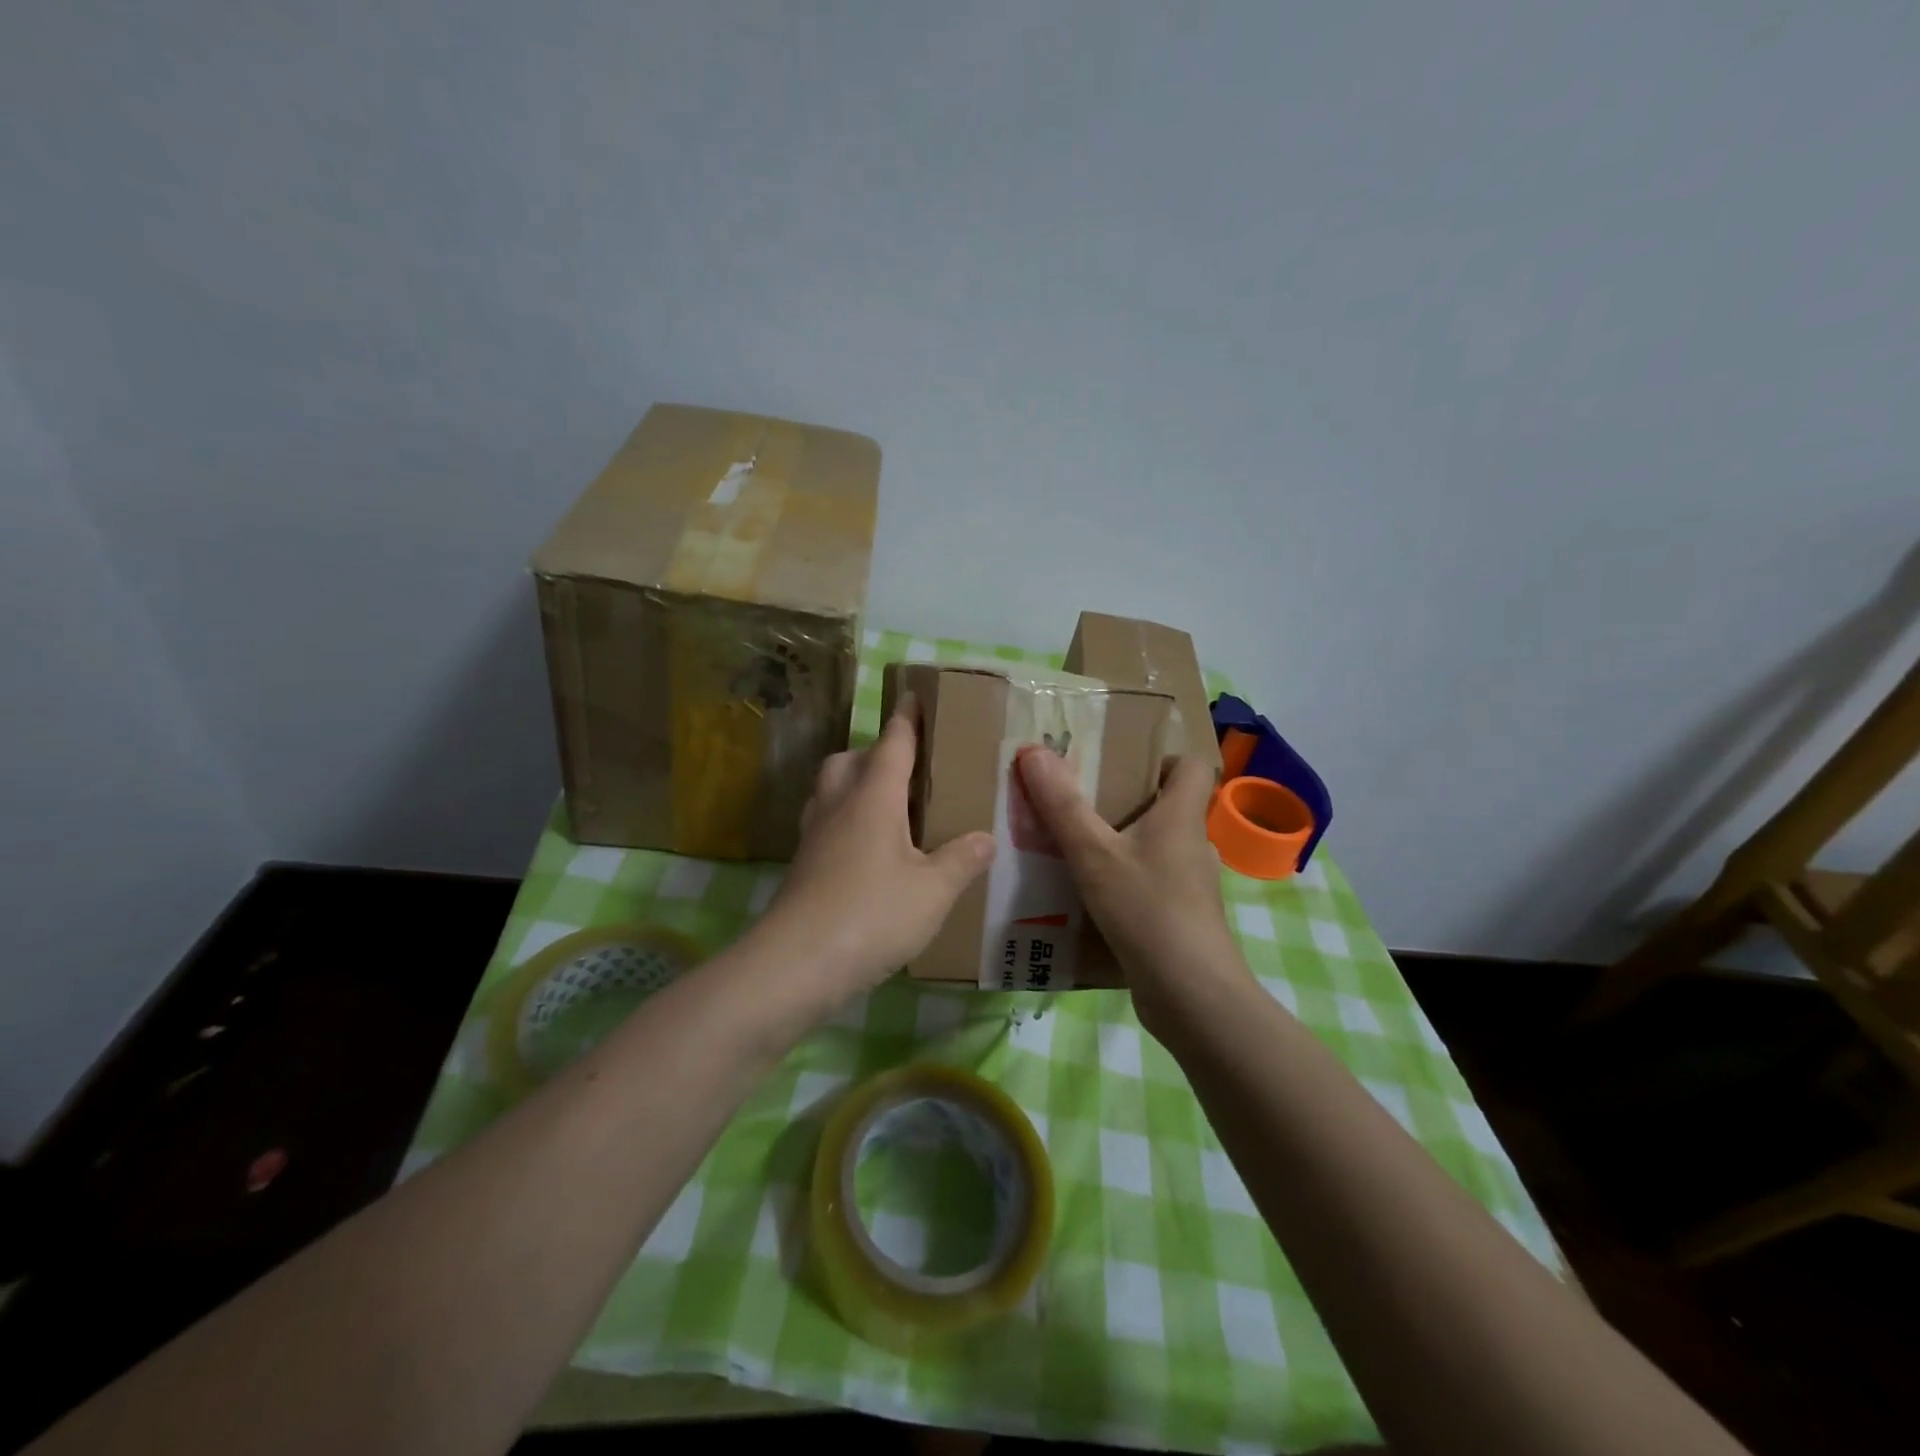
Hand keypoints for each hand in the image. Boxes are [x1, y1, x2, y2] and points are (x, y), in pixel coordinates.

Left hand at [757, 697, 994, 1008]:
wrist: (796, 963)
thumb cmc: (872, 914)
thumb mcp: (933, 891)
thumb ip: (962, 860)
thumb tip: (985, 838)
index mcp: (874, 797)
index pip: (893, 744)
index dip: (907, 718)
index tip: (915, 695)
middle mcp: (839, 805)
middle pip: (850, 759)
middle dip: (875, 753)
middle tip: (907, 770)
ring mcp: (814, 835)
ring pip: (830, 789)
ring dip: (855, 783)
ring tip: (888, 807)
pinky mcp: (802, 864)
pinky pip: (824, 822)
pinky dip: (845, 820)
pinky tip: (867, 851)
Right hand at [1014, 749, 1247, 1032]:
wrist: (1190, 995)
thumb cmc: (1147, 909)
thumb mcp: (1093, 853)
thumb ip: (1062, 805)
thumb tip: (1033, 750)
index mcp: (1181, 817)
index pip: (1192, 766)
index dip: (1162, 758)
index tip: (1121, 765)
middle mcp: (1193, 845)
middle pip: (1168, 807)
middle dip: (1126, 801)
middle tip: (1079, 803)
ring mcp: (1191, 885)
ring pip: (1156, 849)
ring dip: (1122, 845)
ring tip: (1076, 850)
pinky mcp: (1182, 918)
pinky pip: (1151, 884)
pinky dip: (1125, 883)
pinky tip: (1090, 898)